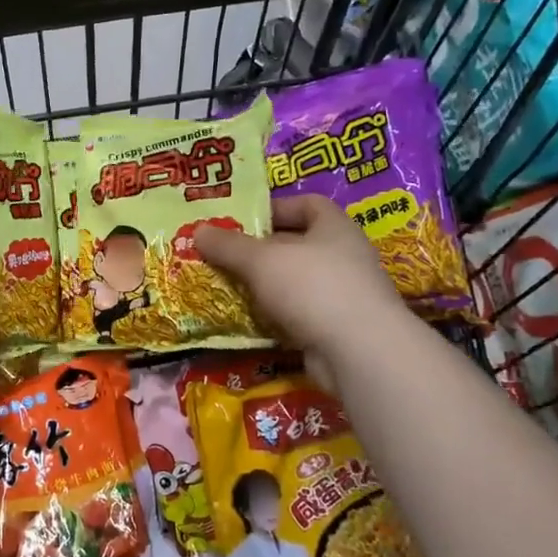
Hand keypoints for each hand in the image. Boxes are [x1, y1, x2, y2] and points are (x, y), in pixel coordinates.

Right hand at [197, 195, 405, 382]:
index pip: (309, 204)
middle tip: (224, 255)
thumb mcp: (261, 260)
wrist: (359, 352)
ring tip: (228, 287)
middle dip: (261, 250)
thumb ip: (229, 246)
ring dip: (265, 286)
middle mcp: (344, 257)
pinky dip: (275, 316)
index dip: (276, 207)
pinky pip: (299, 314)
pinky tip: (250, 320)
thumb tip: (198, 231)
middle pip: (298, 245)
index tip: (244, 218)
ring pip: (296, 283)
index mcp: (335, 228)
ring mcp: (344, 295)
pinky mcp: (337, 329)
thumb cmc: (312, 287)